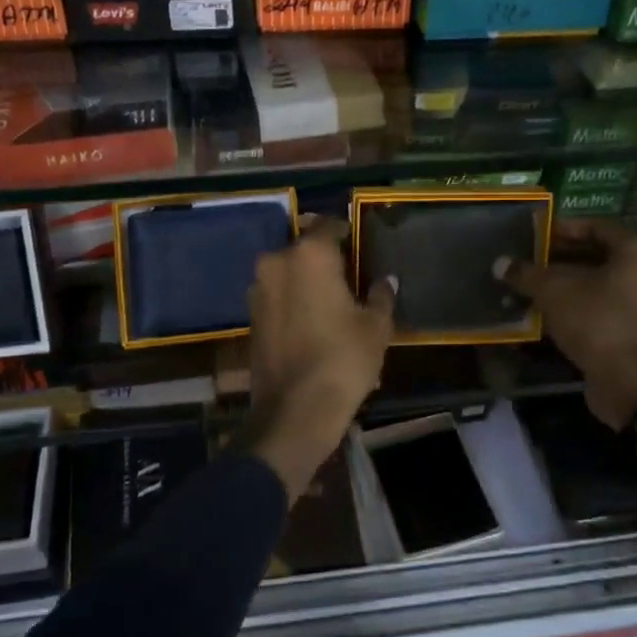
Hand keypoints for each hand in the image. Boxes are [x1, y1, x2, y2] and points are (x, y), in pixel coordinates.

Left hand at [247, 218, 395, 499]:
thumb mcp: (375, 327)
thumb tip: (386, 280)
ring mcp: (258, 290)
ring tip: (332, 299)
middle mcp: (277, 263)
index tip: (359, 242)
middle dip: (324, 258)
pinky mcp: (250, 316)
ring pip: (287, 272)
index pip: (329, 225)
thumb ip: (381, 295)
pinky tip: (312, 320)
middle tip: (349, 274)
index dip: (346, 231)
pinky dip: (293, 300)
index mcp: (309, 255)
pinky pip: (277, 295)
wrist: (295, 410)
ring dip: (306, 279)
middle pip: (304, 249)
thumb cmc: (343, 359)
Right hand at [495, 218, 636, 428]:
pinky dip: (573, 303)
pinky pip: (599, 304)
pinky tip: (543, 308)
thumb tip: (499, 263)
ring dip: (562, 282)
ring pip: (595, 282)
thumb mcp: (553, 292)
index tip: (533, 235)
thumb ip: (526, 273)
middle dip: (558, 257)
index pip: (595, 226)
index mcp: (636, 251)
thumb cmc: (595, 321)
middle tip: (526, 260)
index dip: (562, 228)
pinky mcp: (632, 327)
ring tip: (528, 285)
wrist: (629, 382)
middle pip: (595, 254)